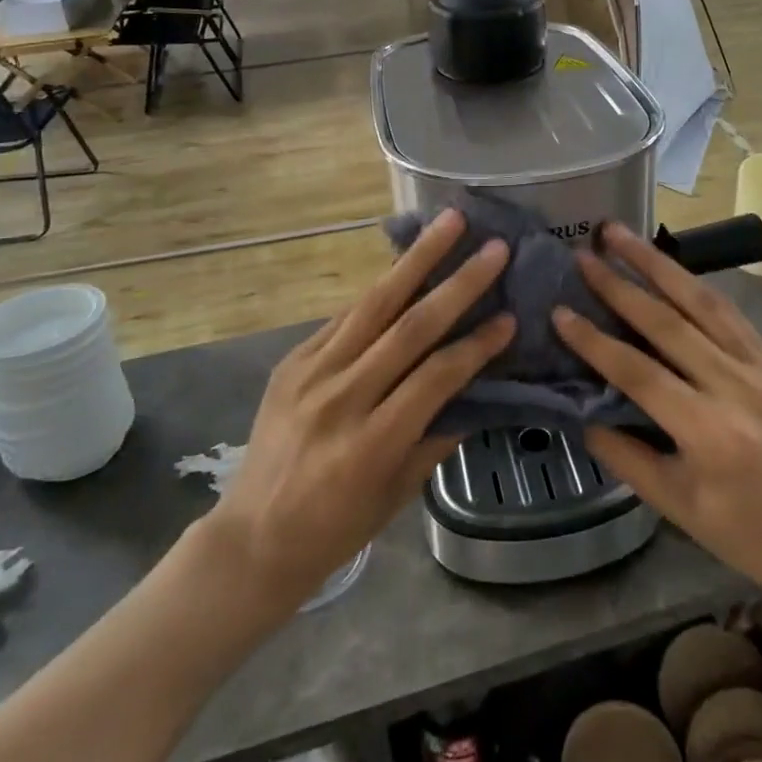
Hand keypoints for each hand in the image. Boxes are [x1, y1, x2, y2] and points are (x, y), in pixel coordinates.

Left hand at [208, 208, 512, 614]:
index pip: (435, 377)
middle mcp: (341, 398)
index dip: (476, 345)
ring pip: (373, 304)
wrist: (251, 539)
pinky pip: (344, 317)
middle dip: (456, 283)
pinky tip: (404, 265)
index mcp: (371, 443)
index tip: (509, 317)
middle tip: (493, 247)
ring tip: (447, 223)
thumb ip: (437, 437)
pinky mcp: (291, 361)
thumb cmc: (335, 529)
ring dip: (415, 260)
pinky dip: (380, 291)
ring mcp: (310, 373)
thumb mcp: (396, 494)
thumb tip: (477, 390)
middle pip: (408, 327)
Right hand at [553, 223, 761, 616]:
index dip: (594, 340)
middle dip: (620, 284)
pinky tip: (668, 266)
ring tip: (621, 235)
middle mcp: (737, 388)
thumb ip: (623, 453)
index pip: (638, 372)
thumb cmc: (744, 535)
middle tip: (584, 253)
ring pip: (702, 302)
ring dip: (658, 264)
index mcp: (709, 432)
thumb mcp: (674, 505)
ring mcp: (761, 368)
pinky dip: (694, 285)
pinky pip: (729, 313)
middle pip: (668, 322)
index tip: (560, 310)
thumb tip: (580, 409)